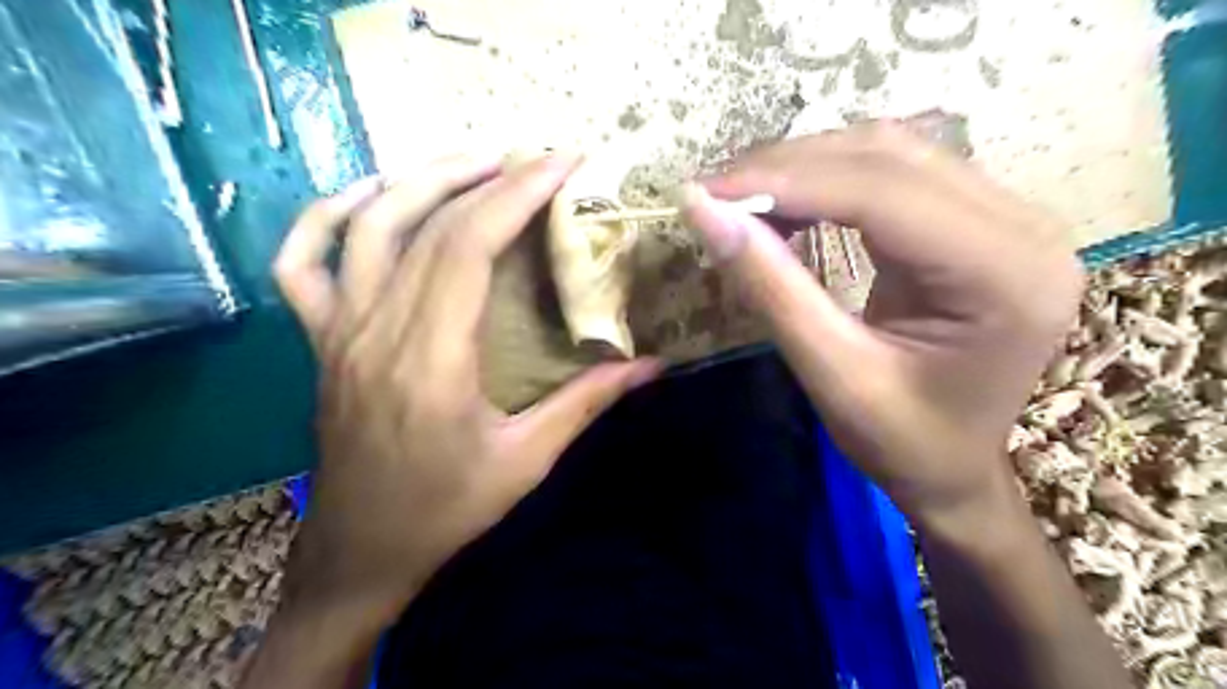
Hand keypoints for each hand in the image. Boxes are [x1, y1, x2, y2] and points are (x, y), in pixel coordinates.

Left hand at [271, 152, 662, 619]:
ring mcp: (338, 330)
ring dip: (421, 180)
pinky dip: (327, 215)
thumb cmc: (446, 510)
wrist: (361, 550)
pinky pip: (301, 262)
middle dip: (489, 177)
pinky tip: (371, 196)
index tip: (561, 164)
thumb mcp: (527, 461)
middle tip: (536, 160)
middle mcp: (377, 330)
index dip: (516, 193)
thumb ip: (587, 403)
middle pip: (428, 225)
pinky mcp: (319, 339)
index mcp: (431, 360)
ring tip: (475, 163)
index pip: (468, 246)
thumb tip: (650, 365)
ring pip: (367, 226)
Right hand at [685, 118, 1087, 527]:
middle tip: (715, 193)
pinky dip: (829, 180)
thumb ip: (772, 288)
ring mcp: (1008, 216)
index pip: (882, 193)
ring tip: (740, 196)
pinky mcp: (980, 221)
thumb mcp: (832, 375)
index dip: (785, 182)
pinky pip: (896, 174)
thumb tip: (704, 212)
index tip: (706, 192)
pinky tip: (786, 202)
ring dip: (806, 166)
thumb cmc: (903, 444)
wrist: (958, 472)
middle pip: (889, 157)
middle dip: (789, 167)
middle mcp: (1022, 226)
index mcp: (1002, 275)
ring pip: (890, 153)